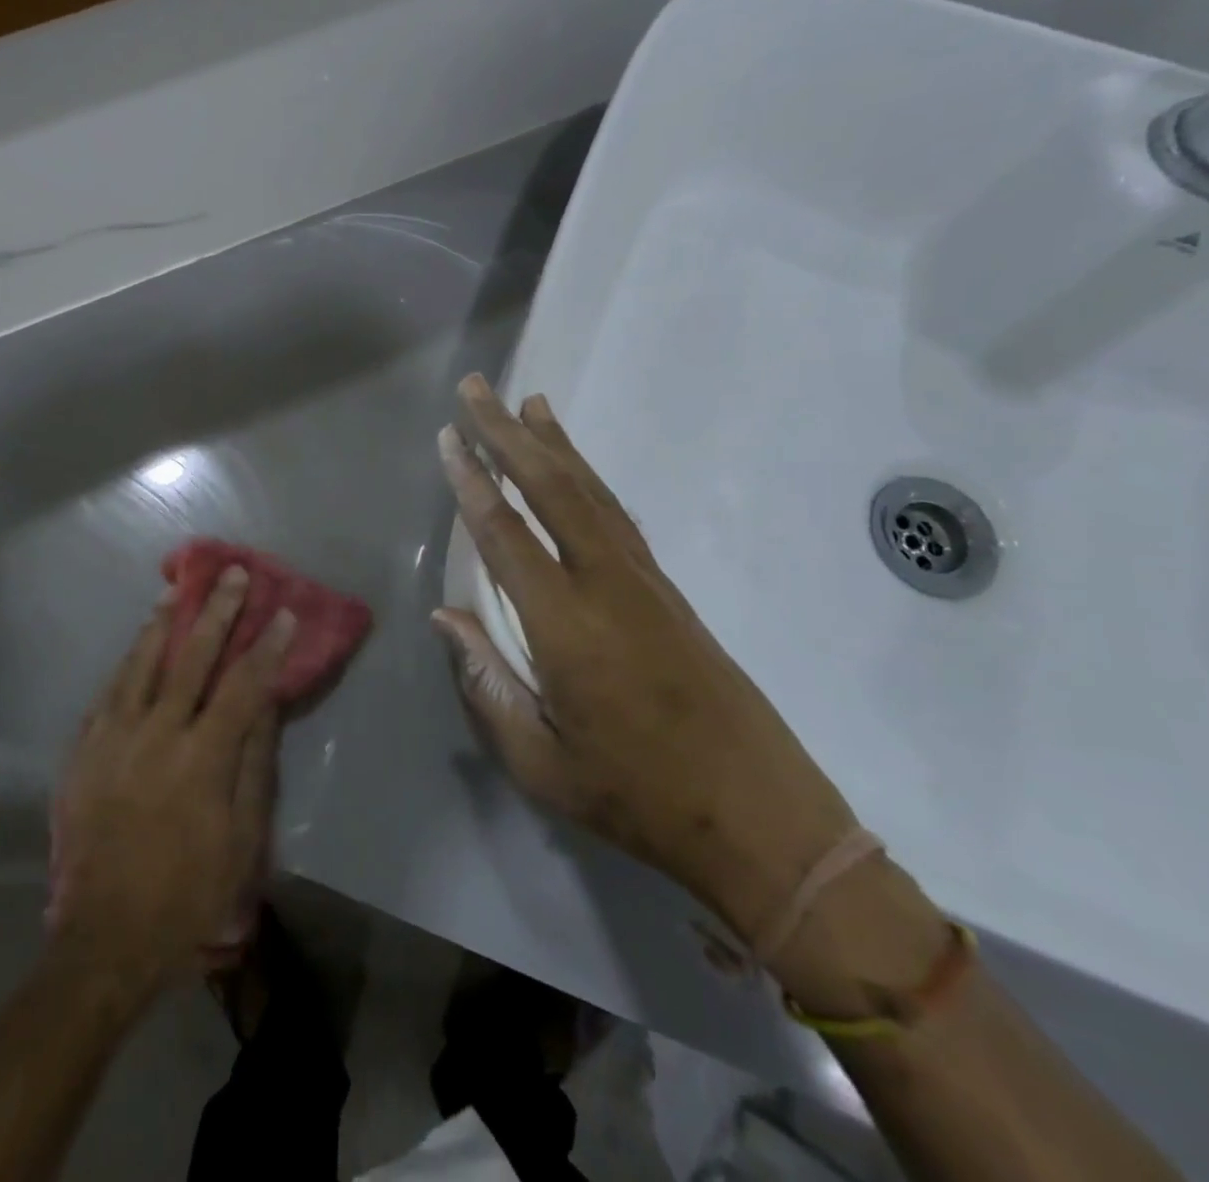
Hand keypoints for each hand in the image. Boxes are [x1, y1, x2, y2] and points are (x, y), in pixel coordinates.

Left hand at [48, 567, 293, 997]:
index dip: (267, 647)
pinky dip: (126, 663)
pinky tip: (136, 645)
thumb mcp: (241, 841)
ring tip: (176, 589)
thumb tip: (265, 707)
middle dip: (216, 612)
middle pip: (192, 659)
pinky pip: (107, 693)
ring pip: (141, 664)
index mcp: (202, 759)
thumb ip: (253, 766)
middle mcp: (157, 735)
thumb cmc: (188, 895)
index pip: (243, 686)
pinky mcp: (83, 753)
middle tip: (231, 574)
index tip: (283, 612)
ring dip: (162, 623)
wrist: (104, 940)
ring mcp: (113, 739)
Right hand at [434, 374, 858, 941]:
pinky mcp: (668, 591)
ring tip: (526, 403)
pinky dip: (590, 478)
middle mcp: (608, 586)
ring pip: (592, 493)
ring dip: (554, 444)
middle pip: (552, 490)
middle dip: (509, 434)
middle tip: (477, 388)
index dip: (472, 482)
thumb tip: (446, 617)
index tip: (447, 437)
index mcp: (567, 628)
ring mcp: (645, 583)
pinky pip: (618, 516)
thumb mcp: (539, 761)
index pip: (506, 535)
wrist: (763, 820)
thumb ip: (485, 683)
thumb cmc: (636, 798)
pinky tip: (574, 466)